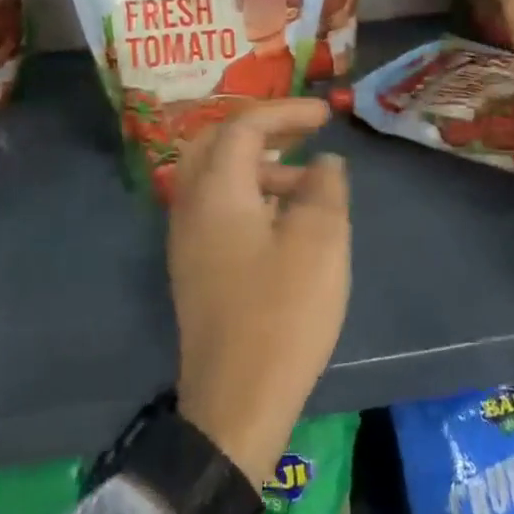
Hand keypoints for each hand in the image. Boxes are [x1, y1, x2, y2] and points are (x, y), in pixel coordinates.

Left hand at [168, 98, 350, 489]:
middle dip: (263, 130)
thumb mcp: (320, 241)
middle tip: (304, 132)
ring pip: (215, 177)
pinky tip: (285, 220)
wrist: (236, 402)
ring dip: (258, 165)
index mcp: (216, 191)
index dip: (286, 112)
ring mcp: (187, 240)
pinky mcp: (195, 268)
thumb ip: (325, 187)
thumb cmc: (282, 313)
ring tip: (306, 181)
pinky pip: (217, 208)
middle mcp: (191, 206)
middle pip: (216, 143)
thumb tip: (324, 163)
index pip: (243, 126)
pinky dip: (249, 194)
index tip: (326, 115)